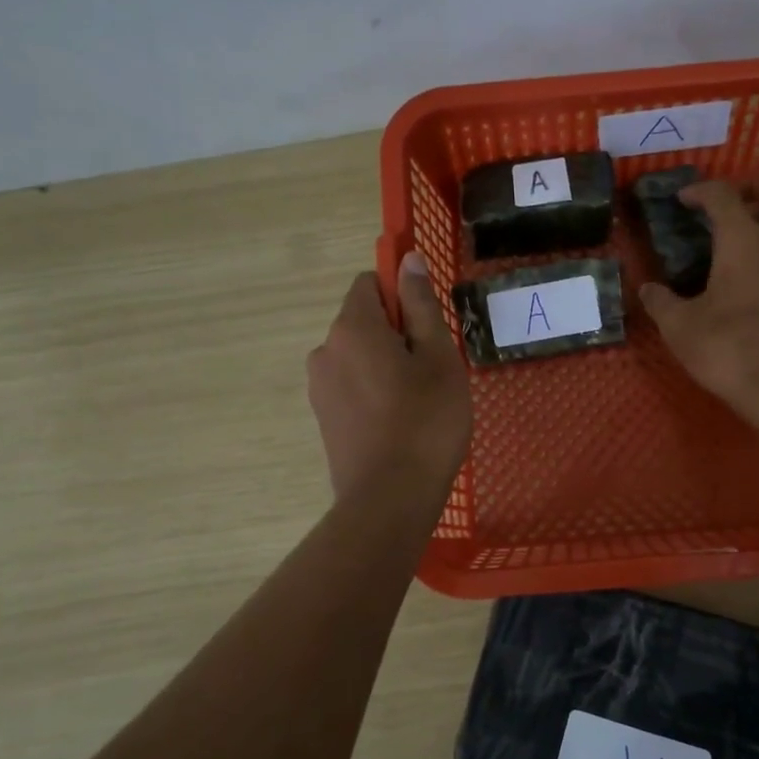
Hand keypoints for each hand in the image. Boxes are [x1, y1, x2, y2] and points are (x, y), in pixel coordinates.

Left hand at [307, 252, 470, 500]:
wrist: (390, 499)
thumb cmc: (426, 422)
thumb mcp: (438, 358)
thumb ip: (421, 305)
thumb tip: (407, 259)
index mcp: (353, 327)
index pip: (369, 284)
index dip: (401, 296)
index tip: (428, 328)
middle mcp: (325, 349)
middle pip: (363, 322)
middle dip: (397, 335)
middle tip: (433, 371)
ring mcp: (319, 386)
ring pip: (358, 357)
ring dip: (385, 365)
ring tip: (419, 402)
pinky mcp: (323, 418)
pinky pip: (351, 386)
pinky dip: (373, 392)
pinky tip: (399, 423)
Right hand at [640, 178, 758, 410]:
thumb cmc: (731, 352)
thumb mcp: (681, 330)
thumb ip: (661, 303)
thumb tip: (647, 290)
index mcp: (744, 242)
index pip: (723, 195)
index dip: (701, 190)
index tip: (684, 200)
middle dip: (751, 186)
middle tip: (728, 206)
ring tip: (747, 243)